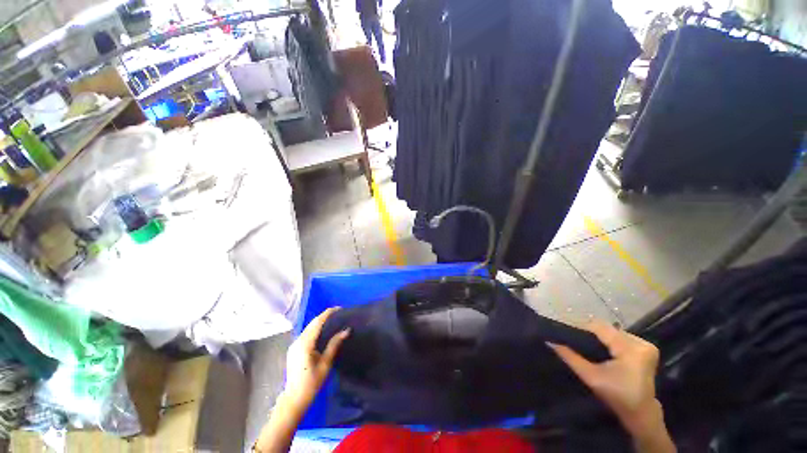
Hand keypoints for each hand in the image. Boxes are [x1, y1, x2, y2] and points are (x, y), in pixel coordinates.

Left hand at [283, 307, 349, 410]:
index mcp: (305, 344)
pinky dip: (315, 329)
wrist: (294, 399)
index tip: (339, 308)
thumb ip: (334, 345)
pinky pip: (306, 334)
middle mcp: (298, 341)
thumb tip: (346, 330)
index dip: (328, 313)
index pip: (317, 323)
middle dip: (325, 316)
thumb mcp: (325, 363)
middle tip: (339, 313)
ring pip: (308, 328)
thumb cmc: (311, 383)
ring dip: (320, 322)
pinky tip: (323, 330)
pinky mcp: (294, 349)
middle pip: (312, 323)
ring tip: (333, 319)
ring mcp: (294, 345)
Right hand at [549, 321, 661, 434]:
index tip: (570, 336)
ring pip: (613, 332)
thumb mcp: (590, 377)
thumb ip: (570, 357)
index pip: (599, 327)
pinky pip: (621, 337)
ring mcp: (646, 345)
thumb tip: (550, 341)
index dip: (582, 329)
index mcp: (631, 349)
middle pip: (607, 329)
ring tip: (591, 349)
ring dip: (601, 339)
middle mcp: (641, 342)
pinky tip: (605, 352)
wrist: (641, 414)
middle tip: (580, 345)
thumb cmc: (616, 397)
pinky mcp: (647, 348)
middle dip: (592, 336)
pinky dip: (610, 342)